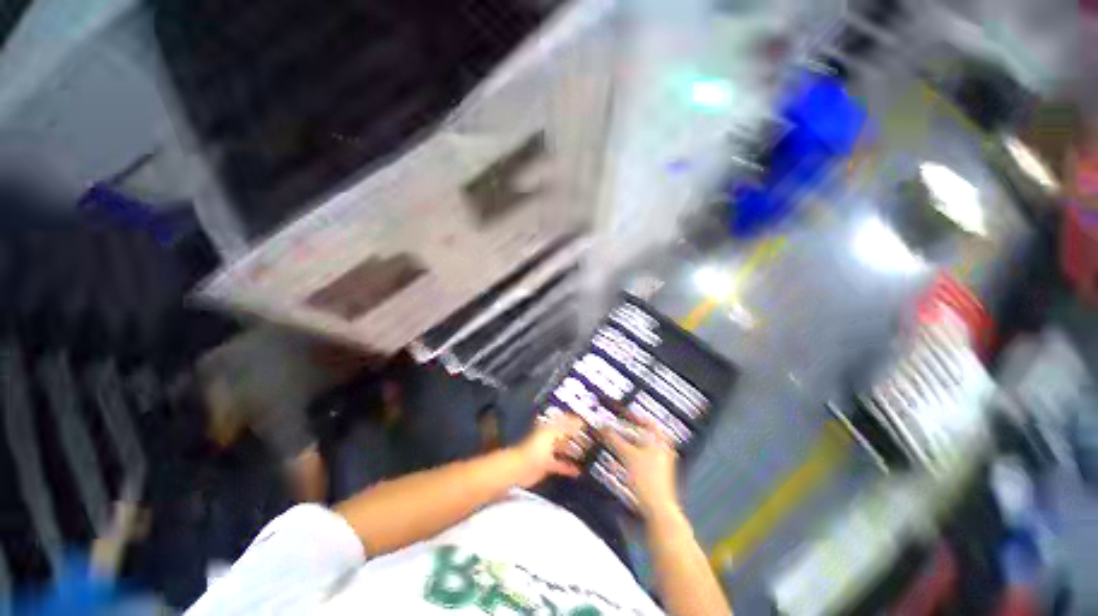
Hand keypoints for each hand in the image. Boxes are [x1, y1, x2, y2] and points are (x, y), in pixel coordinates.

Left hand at [513, 414, 588, 487]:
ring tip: (589, 454)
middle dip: (577, 436)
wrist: (522, 469)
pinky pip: (561, 465)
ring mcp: (548, 452)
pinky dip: (570, 467)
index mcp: (549, 428)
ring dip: (575, 452)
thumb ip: (567, 427)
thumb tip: (580, 420)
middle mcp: (549, 438)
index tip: (588, 423)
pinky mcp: (548, 466)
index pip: (564, 421)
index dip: (575, 421)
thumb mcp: (553, 434)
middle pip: (565, 435)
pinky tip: (580, 471)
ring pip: (564, 450)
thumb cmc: (536, 449)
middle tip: (592, 439)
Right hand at [602, 418, 680, 520]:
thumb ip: (614, 439)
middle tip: (619, 428)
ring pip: (644, 447)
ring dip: (630, 443)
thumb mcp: (626, 455)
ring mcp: (662, 463)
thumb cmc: (647, 481)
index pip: (648, 421)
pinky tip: (624, 459)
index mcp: (659, 440)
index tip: (623, 415)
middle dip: (630, 431)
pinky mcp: (657, 475)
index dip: (634, 417)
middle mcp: (663, 450)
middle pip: (645, 434)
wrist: (657, 508)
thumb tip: (604, 429)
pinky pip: (644, 459)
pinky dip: (633, 455)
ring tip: (618, 443)